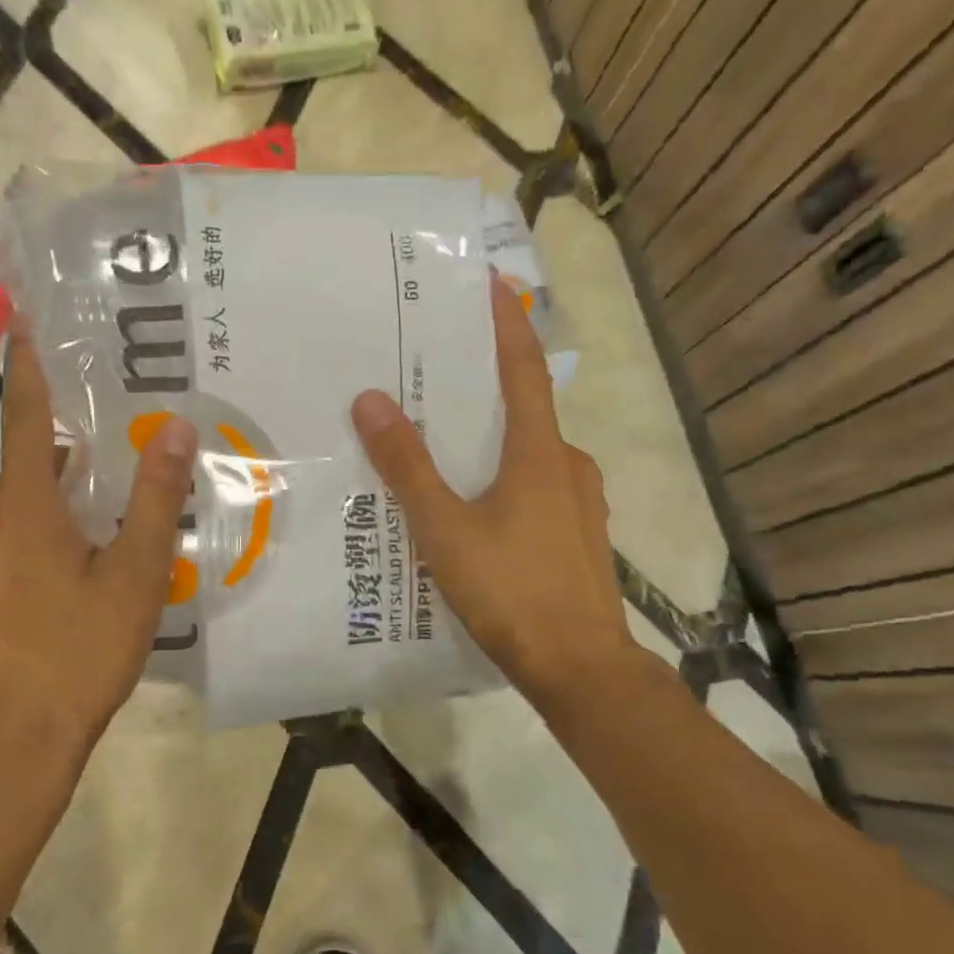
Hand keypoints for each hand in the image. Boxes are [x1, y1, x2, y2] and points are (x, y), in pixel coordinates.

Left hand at [0, 319, 196, 794]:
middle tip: (108, 447)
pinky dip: (31, 546)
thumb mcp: (133, 576)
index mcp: (24, 507)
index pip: (25, 416)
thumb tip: (176, 428)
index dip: (28, 366)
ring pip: (13, 515)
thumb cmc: (77, 654)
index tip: (23, 321)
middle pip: (24, 468)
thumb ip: (153, 499)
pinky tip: (63, 587)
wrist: (6, 748)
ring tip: (97, 523)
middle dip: (61, 450)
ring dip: (50, 505)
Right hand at [351, 275, 644, 718]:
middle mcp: (568, 465)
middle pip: (524, 408)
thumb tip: (371, 400)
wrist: (581, 670)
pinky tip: (474, 503)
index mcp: (540, 452)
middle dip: (485, 384)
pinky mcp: (577, 534)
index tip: (491, 283)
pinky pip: (536, 485)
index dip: (506, 323)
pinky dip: (505, 474)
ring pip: (530, 452)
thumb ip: (408, 465)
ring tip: (444, 440)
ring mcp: (580, 502)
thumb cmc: (512, 591)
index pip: (523, 369)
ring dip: (493, 436)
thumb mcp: (445, 528)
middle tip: (437, 372)